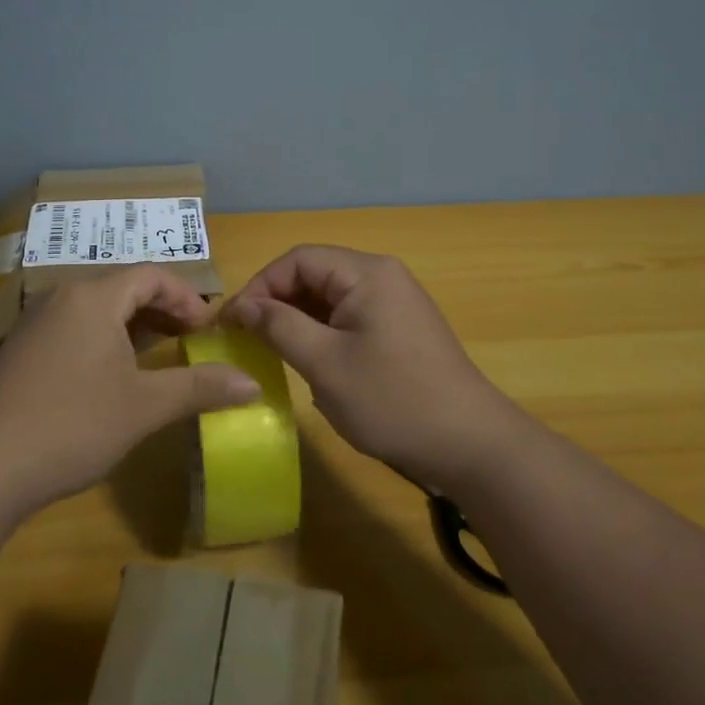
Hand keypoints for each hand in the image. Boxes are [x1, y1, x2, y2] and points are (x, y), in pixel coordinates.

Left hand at [0, 266, 260, 513]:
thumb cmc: (72, 424)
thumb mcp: (144, 406)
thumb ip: (200, 387)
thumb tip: (252, 384)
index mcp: (93, 296)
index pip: (151, 276)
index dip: (187, 298)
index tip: (209, 329)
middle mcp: (62, 296)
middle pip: (123, 287)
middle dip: (163, 310)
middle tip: (191, 340)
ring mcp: (35, 322)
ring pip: (97, 309)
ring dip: (133, 326)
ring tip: (159, 356)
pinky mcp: (21, 349)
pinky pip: (74, 327)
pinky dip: (104, 339)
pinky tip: (112, 375)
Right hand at [225, 245, 517, 490]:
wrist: (471, 445)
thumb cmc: (393, 400)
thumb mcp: (325, 364)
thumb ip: (279, 326)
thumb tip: (242, 305)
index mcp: (366, 273)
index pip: (298, 259)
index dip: (260, 285)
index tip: (233, 322)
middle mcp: (382, 277)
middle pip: (314, 274)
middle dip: (277, 302)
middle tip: (247, 339)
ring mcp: (395, 303)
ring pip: (330, 298)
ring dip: (298, 320)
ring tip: (273, 352)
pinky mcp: (400, 329)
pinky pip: (349, 317)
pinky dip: (322, 333)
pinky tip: (311, 364)